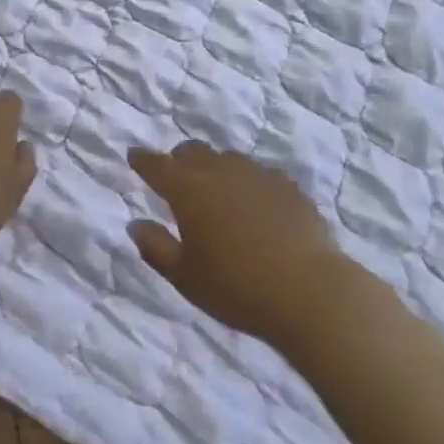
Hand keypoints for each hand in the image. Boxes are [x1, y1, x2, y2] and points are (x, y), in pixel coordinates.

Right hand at [128, 141, 384, 348]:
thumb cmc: (237, 287)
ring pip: (228, 159)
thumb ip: (156, 248)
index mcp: (188, 190)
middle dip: (179, 159)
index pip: (157, 166)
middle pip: (193, 151)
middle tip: (176, 175)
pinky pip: (260, 175)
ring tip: (216, 189)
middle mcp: (220, 172)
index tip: (134, 156)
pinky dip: (248, 183)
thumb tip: (136, 224)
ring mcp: (257, 175)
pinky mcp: (288, 187)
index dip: (143, 160)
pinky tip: (255, 202)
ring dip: (215, 167)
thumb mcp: (185, 277)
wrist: (310, 292)